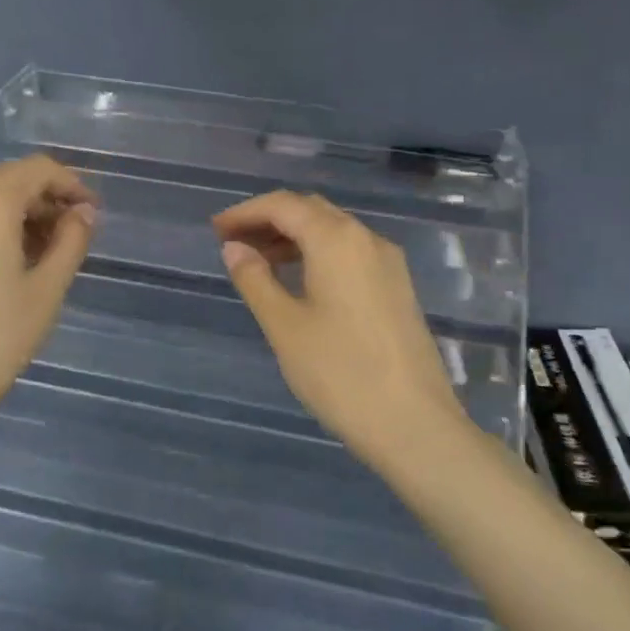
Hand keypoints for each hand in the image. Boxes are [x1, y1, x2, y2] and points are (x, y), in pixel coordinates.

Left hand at [0, 155, 96, 437]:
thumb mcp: (46, 293)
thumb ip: (70, 242)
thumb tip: (82, 214)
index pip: (37, 169)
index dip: (71, 184)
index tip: (91, 213)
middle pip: (5, 183)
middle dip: (42, 201)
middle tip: (69, 236)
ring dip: (13, 219)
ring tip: (36, 258)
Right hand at [212, 191, 462, 463]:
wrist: (415, 425)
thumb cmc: (340, 372)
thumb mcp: (285, 326)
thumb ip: (255, 279)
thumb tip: (234, 248)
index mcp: (337, 239)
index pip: (283, 205)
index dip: (245, 212)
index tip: (215, 230)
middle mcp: (367, 239)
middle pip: (310, 211)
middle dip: (269, 220)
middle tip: (233, 243)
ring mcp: (388, 263)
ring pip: (332, 231)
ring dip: (293, 237)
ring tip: (258, 263)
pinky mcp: (397, 287)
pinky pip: (349, 253)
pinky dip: (317, 254)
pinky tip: (298, 282)